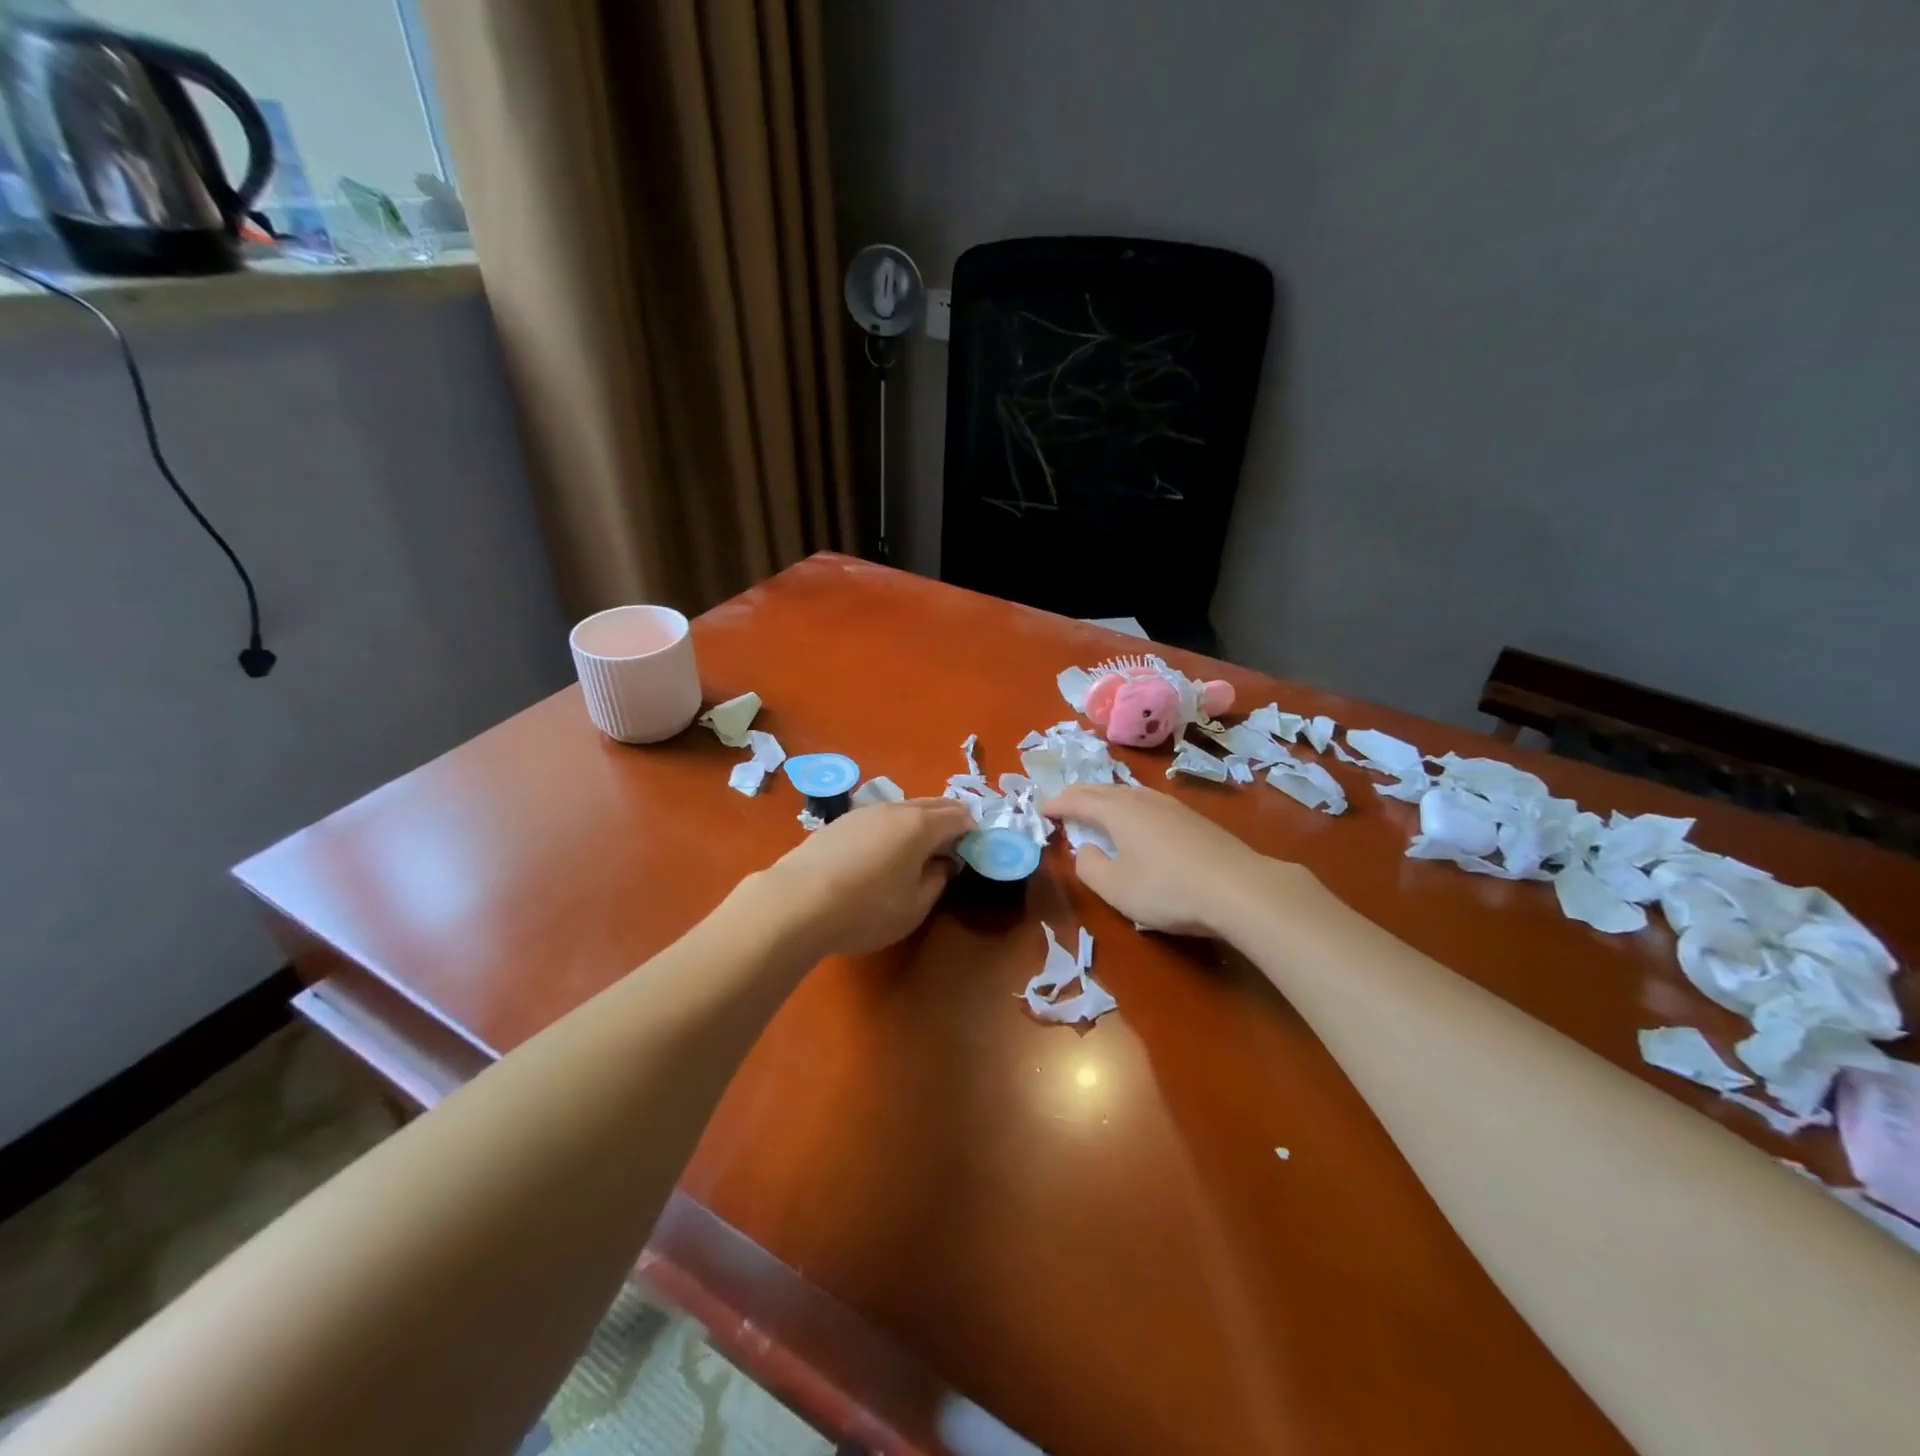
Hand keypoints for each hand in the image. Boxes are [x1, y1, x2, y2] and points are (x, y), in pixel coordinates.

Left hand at [749, 798, 972, 956]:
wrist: (795, 903)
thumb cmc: (865, 909)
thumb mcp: (914, 906)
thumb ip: (937, 881)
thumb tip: (944, 864)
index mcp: (921, 825)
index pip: (959, 816)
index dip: (972, 832)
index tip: (973, 853)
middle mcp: (895, 809)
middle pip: (933, 804)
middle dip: (949, 821)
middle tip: (953, 849)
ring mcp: (864, 812)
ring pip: (904, 809)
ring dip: (919, 824)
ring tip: (917, 854)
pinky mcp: (839, 823)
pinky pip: (880, 819)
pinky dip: (893, 829)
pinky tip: (882, 855)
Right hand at [1043, 783, 1316, 937]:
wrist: (1240, 888)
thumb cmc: (1168, 889)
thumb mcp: (1116, 888)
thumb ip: (1090, 867)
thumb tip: (1086, 850)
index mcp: (1117, 810)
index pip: (1077, 799)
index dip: (1056, 804)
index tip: (1041, 810)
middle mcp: (1141, 798)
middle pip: (1102, 789)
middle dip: (1078, 795)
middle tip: (1062, 804)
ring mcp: (1171, 805)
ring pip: (1127, 793)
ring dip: (1105, 799)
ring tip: (1095, 810)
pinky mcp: (1193, 818)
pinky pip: (1147, 803)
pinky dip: (1128, 807)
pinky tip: (1136, 822)